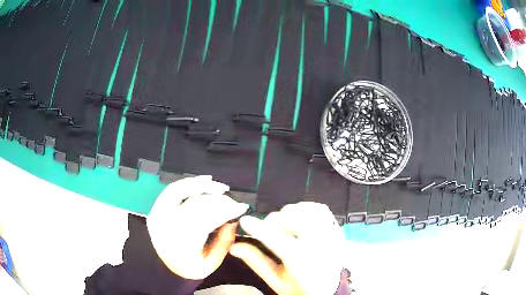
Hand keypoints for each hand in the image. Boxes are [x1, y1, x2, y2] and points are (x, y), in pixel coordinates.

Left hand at [146, 176, 248, 279]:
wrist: (163, 268)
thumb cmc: (189, 268)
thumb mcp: (211, 262)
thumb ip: (224, 242)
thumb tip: (232, 221)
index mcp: (181, 242)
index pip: (206, 219)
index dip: (226, 210)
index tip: (242, 207)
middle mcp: (168, 224)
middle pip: (197, 204)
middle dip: (219, 201)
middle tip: (234, 203)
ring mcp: (159, 213)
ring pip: (183, 191)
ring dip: (204, 187)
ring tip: (222, 188)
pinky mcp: (157, 207)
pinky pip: (173, 189)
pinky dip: (189, 183)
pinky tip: (204, 181)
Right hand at [230, 202, 344, 294]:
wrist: (328, 290)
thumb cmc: (300, 288)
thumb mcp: (275, 280)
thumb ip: (255, 261)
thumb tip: (234, 246)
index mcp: (302, 263)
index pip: (277, 239)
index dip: (258, 227)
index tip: (244, 221)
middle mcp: (319, 246)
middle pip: (293, 220)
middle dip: (274, 221)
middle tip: (268, 230)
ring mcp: (331, 235)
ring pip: (306, 210)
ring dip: (289, 214)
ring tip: (284, 226)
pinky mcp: (336, 230)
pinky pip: (320, 209)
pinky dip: (305, 208)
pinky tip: (299, 219)